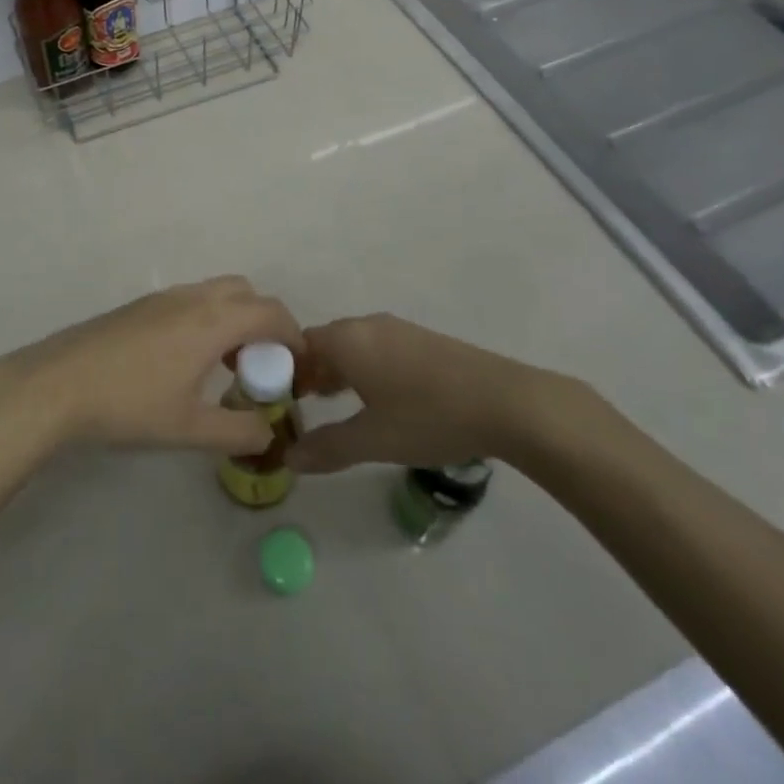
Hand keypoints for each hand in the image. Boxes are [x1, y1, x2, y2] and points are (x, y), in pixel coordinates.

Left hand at [0, 276, 303, 453]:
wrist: (58, 384)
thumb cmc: (129, 404)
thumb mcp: (189, 429)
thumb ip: (237, 431)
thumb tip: (269, 433)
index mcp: (212, 321)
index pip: (271, 312)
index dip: (294, 335)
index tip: (298, 367)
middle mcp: (192, 298)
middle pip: (245, 293)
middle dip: (264, 322)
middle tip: (261, 365)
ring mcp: (162, 298)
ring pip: (215, 293)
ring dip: (233, 319)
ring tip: (225, 366)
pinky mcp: (140, 306)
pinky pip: (190, 300)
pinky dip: (207, 319)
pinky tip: (186, 361)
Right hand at [290, 314, 569, 473]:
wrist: (505, 402)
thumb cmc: (428, 416)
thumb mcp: (373, 440)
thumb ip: (328, 447)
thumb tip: (289, 458)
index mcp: (347, 340)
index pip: (298, 345)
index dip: (283, 371)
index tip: (278, 401)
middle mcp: (366, 326)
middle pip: (323, 343)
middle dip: (309, 372)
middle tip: (300, 407)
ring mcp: (396, 330)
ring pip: (351, 345)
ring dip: (336, 371)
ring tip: (332, 405)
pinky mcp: (421, 341)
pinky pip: (375, 349)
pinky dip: (362, 369)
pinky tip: (376, 399)